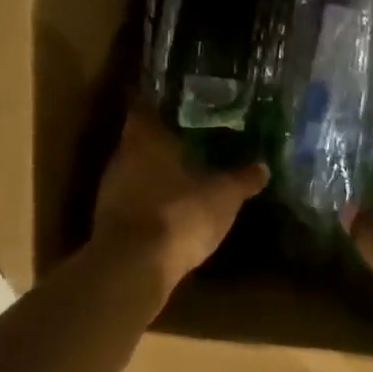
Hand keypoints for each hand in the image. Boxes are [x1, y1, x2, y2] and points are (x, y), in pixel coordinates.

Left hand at [93, 109, 268, 300]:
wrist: (133, 267)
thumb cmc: (179, 215)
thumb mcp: (224, 196)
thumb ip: (243, 179)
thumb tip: (263, 166)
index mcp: (145, 137)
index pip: (147, 106)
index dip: (165, 104)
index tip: (185, 105)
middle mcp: (122, 156)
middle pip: (142, 139)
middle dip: (166, 141)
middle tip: (194, 139)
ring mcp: (111, 190)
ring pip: (137, 171)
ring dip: (158, 173)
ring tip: (187, 174)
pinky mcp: (109, 221)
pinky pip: (134, 200)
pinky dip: (151, 201)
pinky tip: (172, 208)